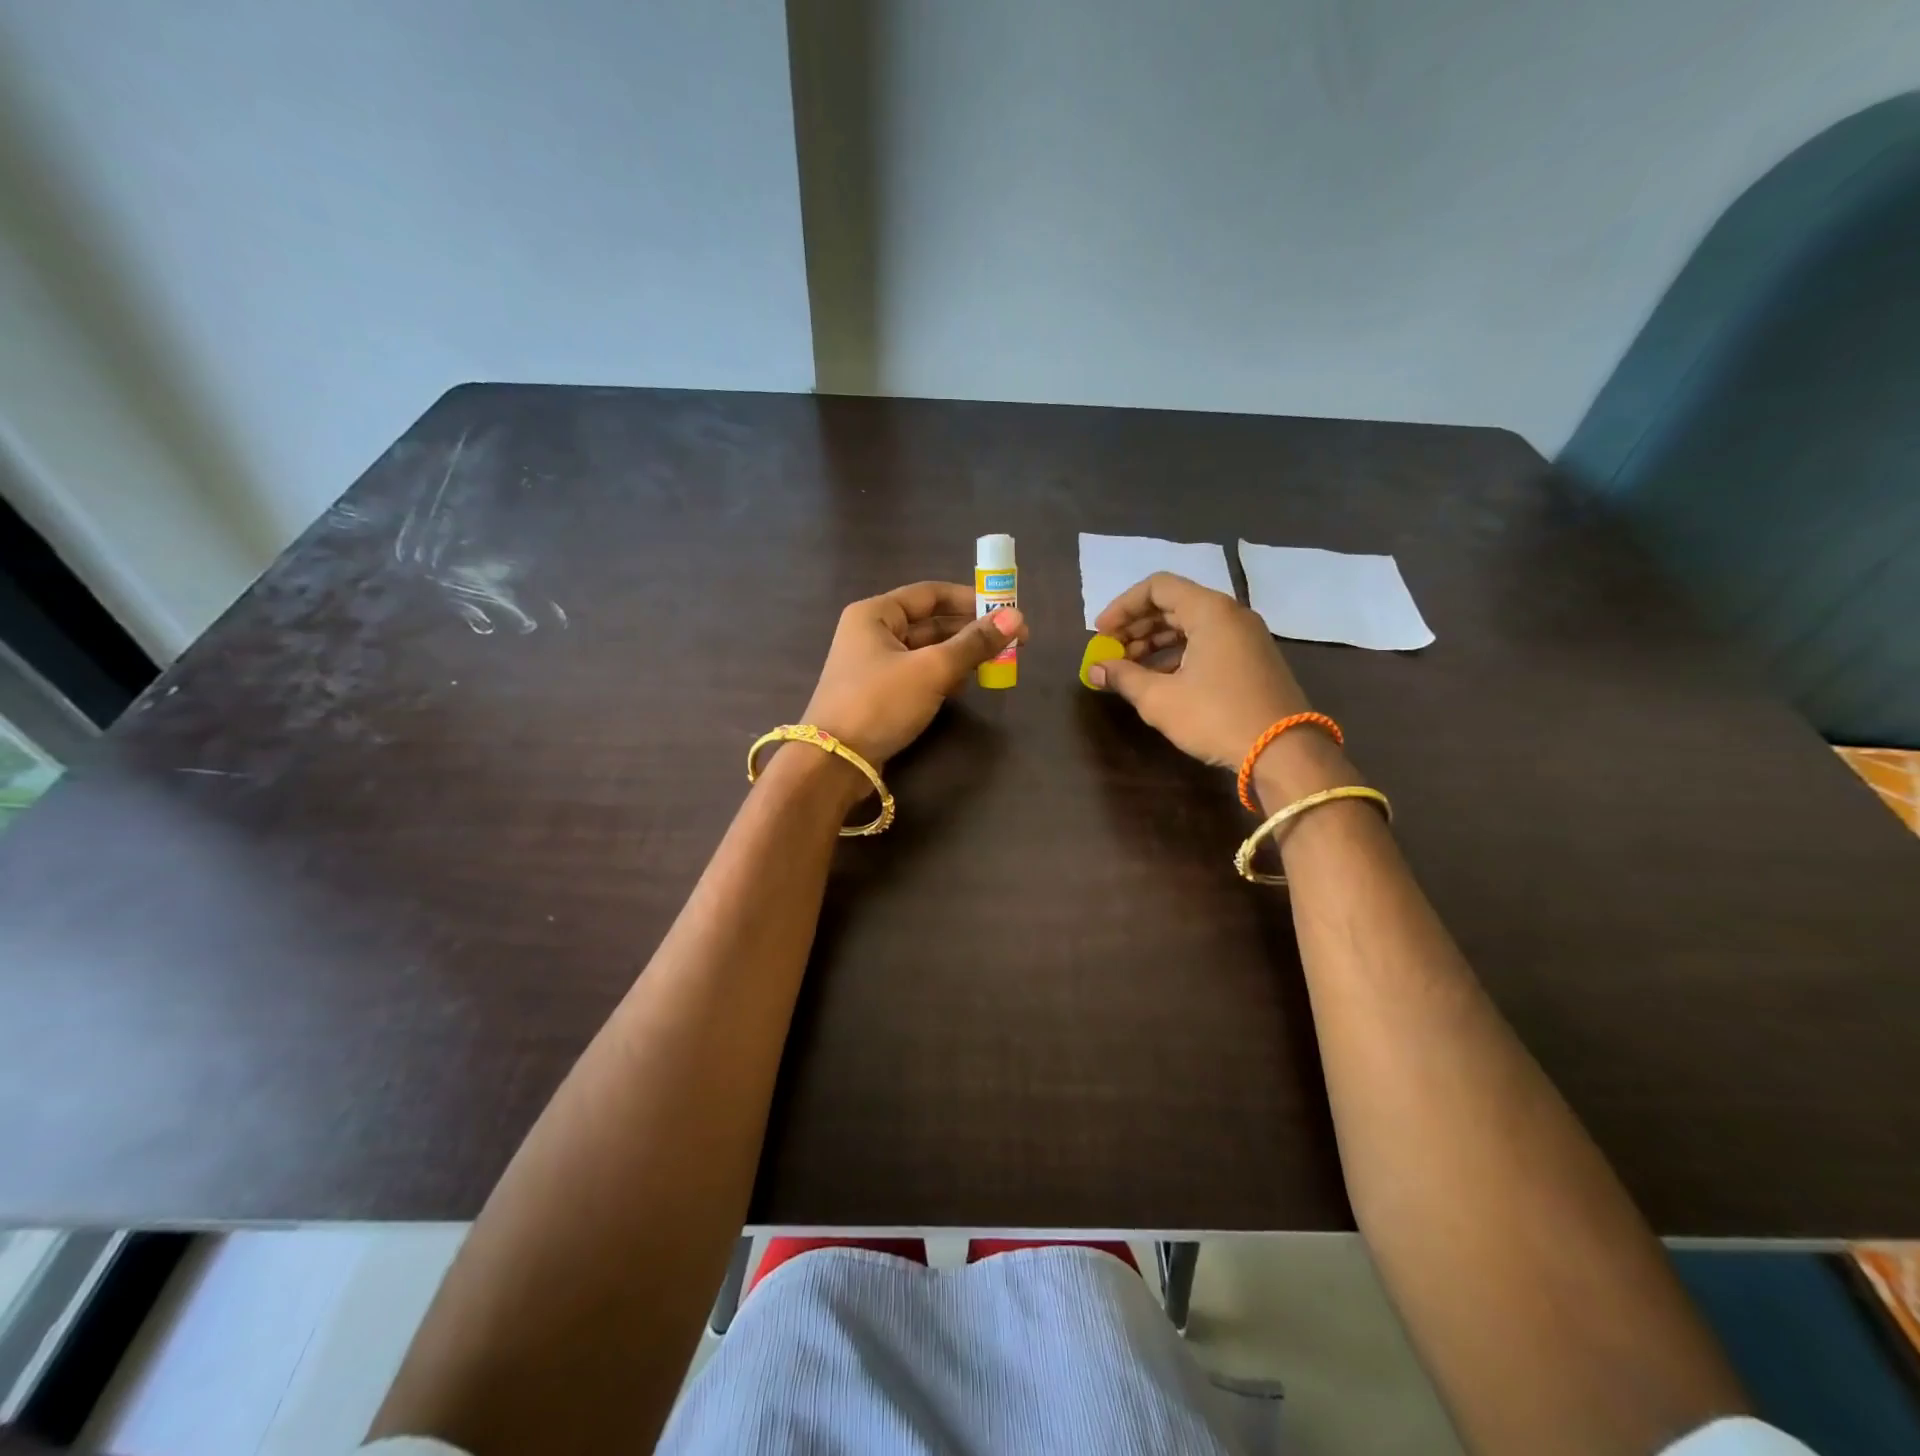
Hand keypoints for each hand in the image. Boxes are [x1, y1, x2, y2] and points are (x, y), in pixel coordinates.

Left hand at [802, 581, 1027, 765]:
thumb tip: (1016, 617)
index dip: (971, 599)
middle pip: (930, 621)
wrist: (834, 762)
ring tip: (996, 663)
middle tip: (1012, 642)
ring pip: (926, 650)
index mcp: (876, 613)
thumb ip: (974, 643)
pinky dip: (943, 675)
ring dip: (960, 654)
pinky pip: (918, 674)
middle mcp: (872, 632)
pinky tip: (966, 685)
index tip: (1006, 611)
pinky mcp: (878, 694)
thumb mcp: (932, 670)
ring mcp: (873, 665)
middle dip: (970, 630)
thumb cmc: (880, 703)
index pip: (931, 593)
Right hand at [1089, 572, 1309, 768]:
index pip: (1157, 587)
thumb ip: (1123, 677)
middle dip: (1136, 627)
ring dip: (1154, 643)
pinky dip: (1177, 655)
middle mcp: (1230, 614)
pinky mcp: (1252, 660)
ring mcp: (1245, 637)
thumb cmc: (1216, 717)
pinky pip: (1207, 643)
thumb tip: (1094, 670)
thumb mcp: (1160, 698)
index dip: (1122, 607)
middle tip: (1110, 653)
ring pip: (1189, 626)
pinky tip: (1158, 680)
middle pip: (1173, 604)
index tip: (1100, 634)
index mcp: (1210, 611)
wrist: (1284, 752)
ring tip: (1128, 670)